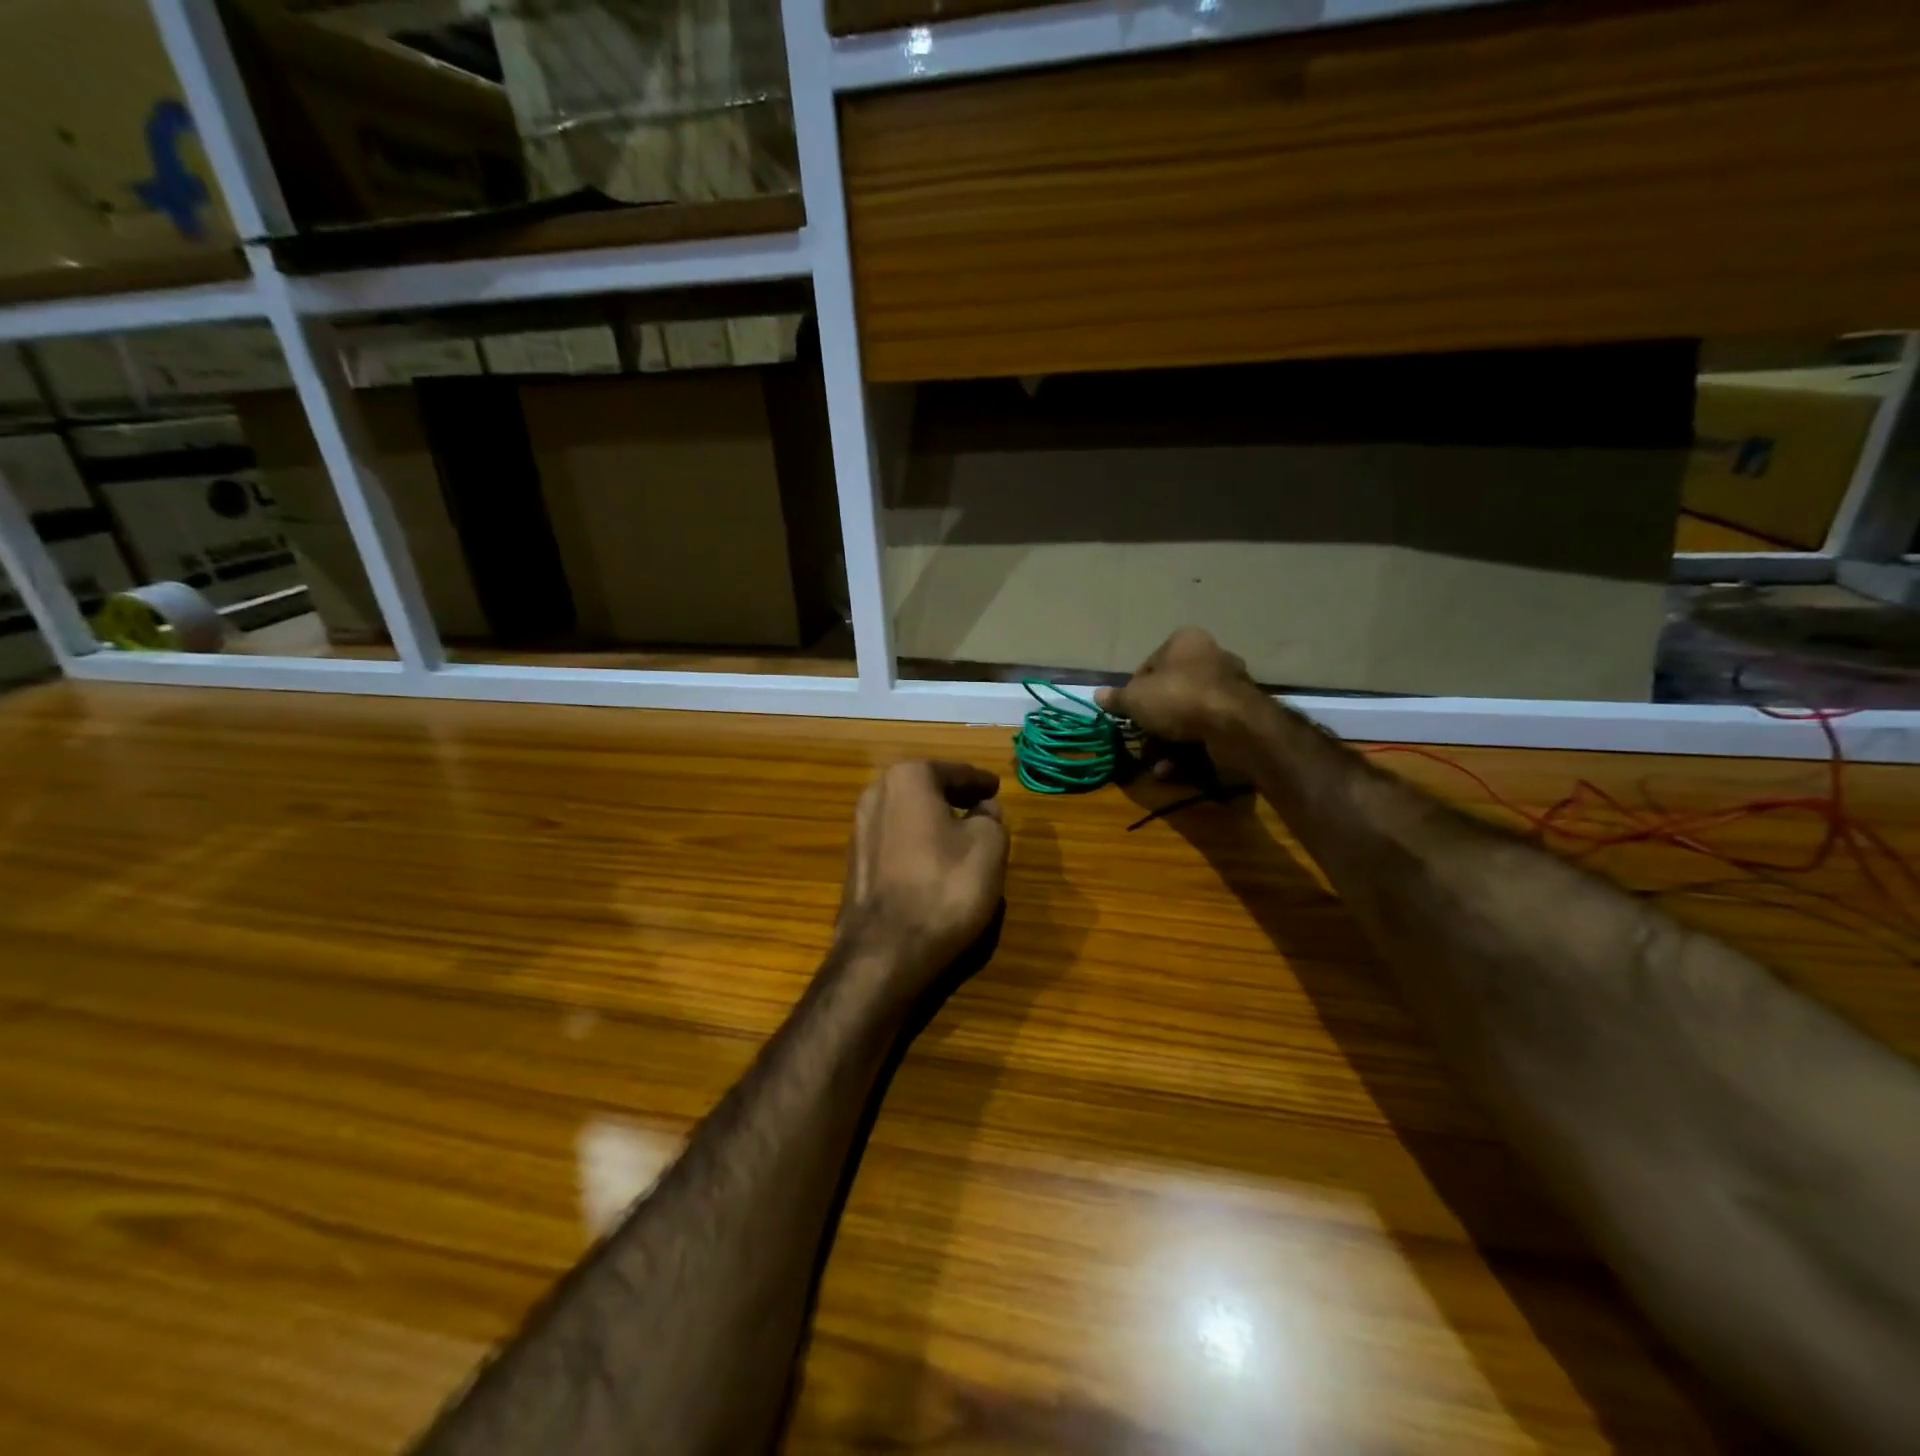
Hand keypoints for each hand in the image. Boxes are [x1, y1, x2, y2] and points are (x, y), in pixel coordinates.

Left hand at [836, 761, 1008, 995]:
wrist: (886, 951)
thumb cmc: (945, 886)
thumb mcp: (989, 845)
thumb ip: (991, 817)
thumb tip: (984, 809)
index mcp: (908, 778)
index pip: (955, 773)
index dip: (980, 781)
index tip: (996, 787)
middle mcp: (876, 795)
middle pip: (926, 790)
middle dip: (953, 797)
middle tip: (982, 807)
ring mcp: (858, 831)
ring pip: (908, 816)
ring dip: (934, 822)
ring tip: (962, 836)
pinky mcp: (855, 865)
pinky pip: (896, 843)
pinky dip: (917, 844)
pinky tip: (935, 863)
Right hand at [1096, 628, 1261, 765]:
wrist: (1233, 726)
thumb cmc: (1178, 698)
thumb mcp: (1135, 698)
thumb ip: (1117, 698)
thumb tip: (1098, 695)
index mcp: (1185, 641)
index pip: (1150, 666)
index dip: (1134, 692)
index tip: (1127, 713)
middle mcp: (1211, 657)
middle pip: (1170, 693)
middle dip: (1154, 723)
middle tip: (1141, 742)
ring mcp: (1230, 687)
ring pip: (1188, 717)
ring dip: (1168, 743)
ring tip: (1156, 763)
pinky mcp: (1242, 716)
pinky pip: (1206, 731)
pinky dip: (1189, 750)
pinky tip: (1173, 768)